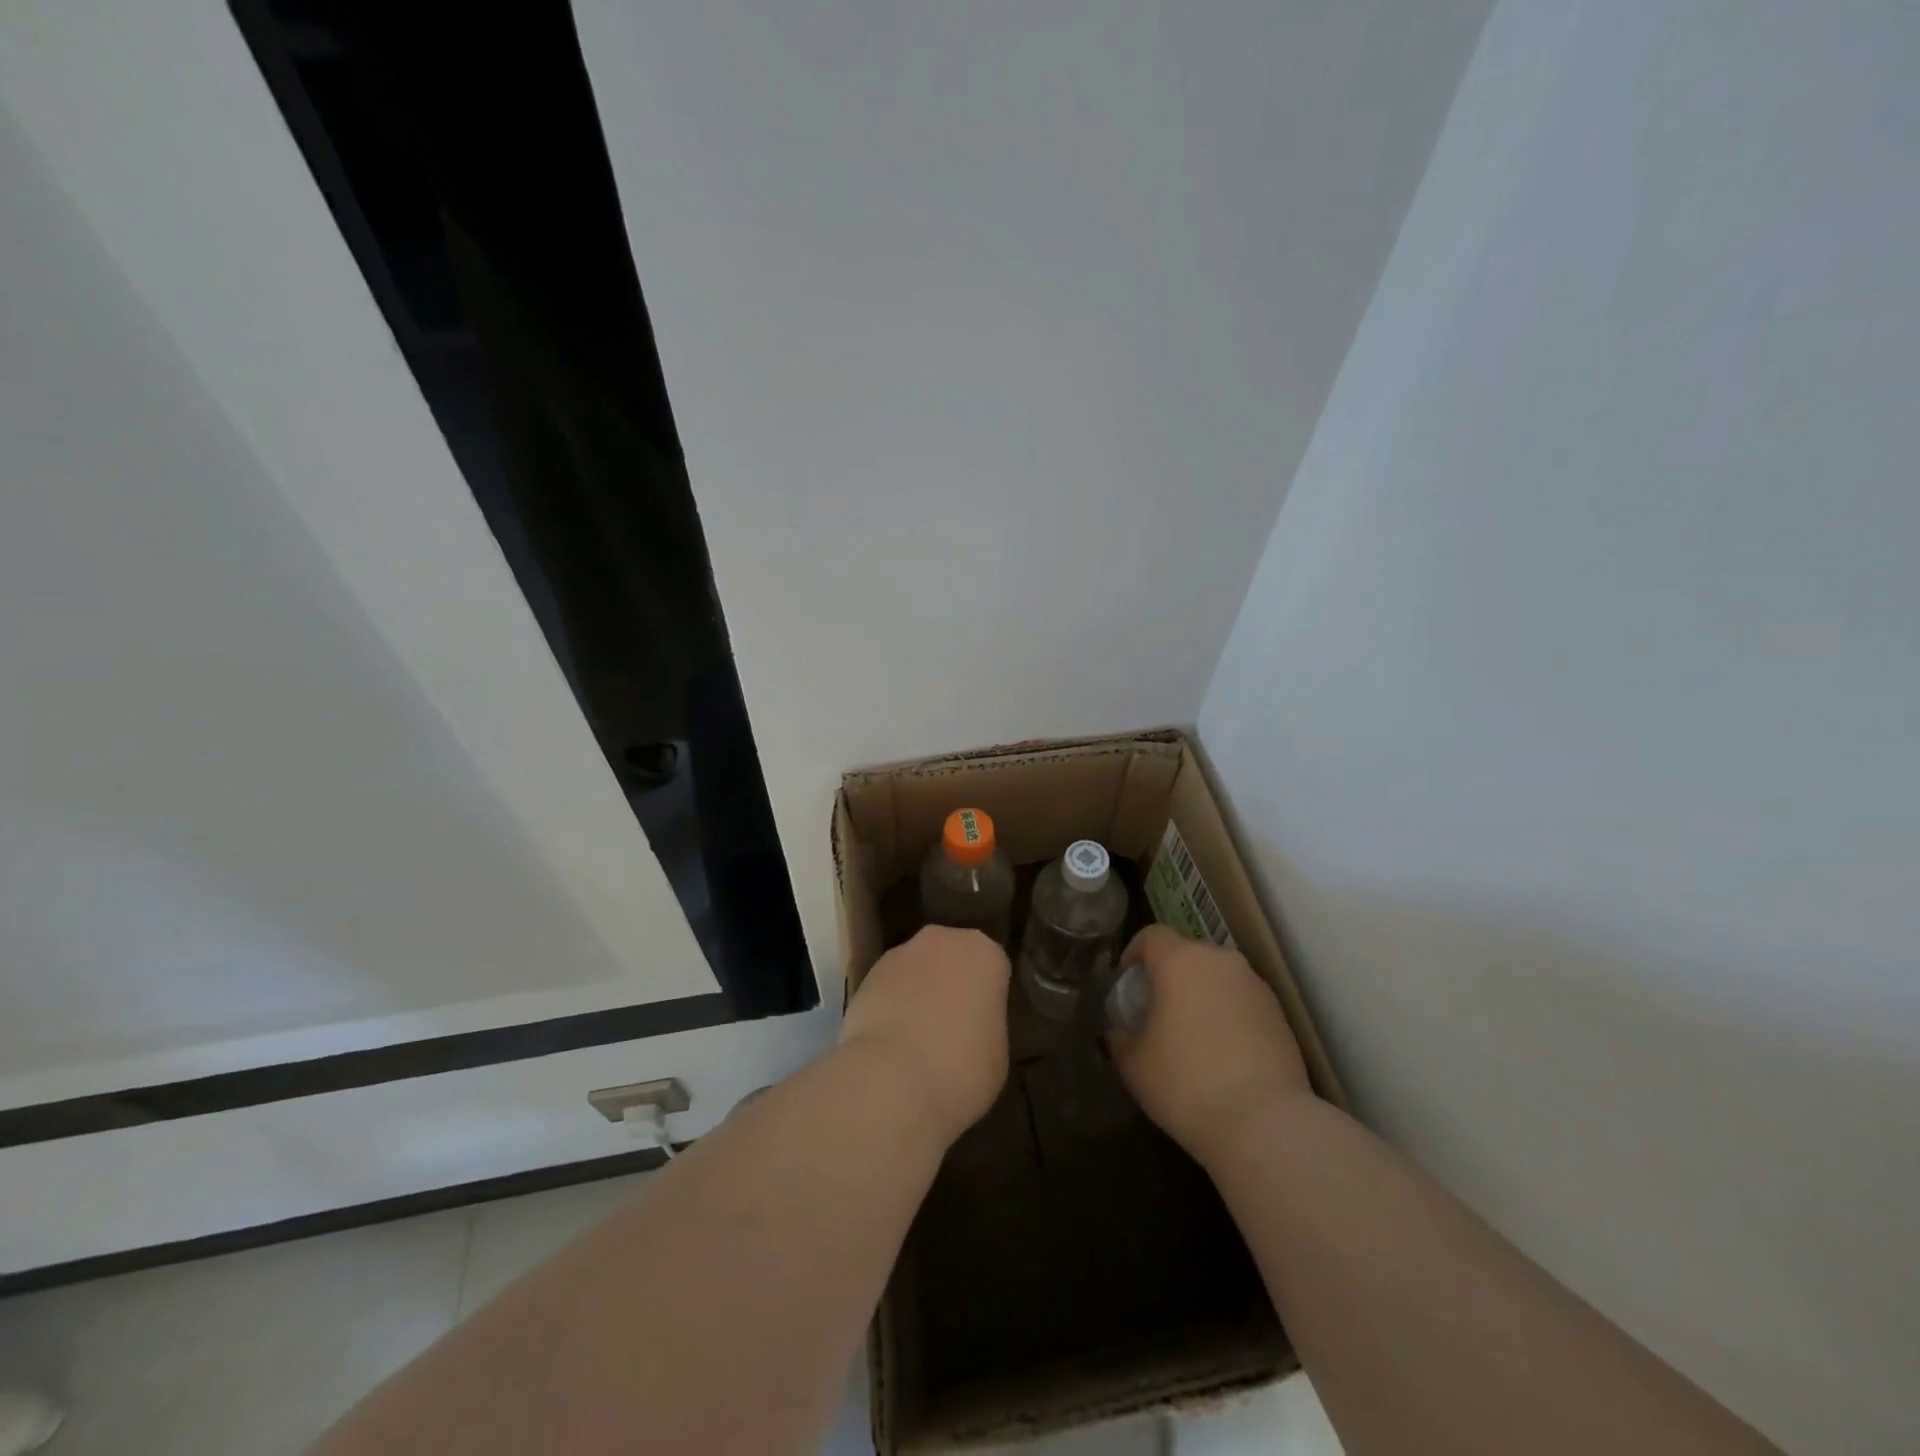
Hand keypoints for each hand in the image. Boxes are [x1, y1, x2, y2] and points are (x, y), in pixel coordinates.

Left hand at [839, 926, 1010, 1144]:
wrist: (891, 1080)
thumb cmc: (962, 1067)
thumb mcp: (997, 1051)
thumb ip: (986, 1024)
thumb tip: (969, 1025)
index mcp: (984, 953)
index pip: (993, 969)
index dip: (987, 997)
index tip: (983, 1024)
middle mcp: (942, 940)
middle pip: (951, 959)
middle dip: (951, 984)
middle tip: (952, 1028)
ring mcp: (900, 954)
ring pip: (917, 971)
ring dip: (918, 994)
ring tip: (915, 1041)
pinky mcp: (865, 976)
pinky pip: (889, 989)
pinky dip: (890, 1008)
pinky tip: (890, 1044)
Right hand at [1107, 925, 1311, 1165]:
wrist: (1264, 1123)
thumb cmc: (1185, 1083)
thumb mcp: (1134, 1064)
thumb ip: (1121, 1038)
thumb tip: (1119, 1034)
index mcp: (1180, 961)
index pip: (1152, 936)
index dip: (1134, 953)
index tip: (1128, 982)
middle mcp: (1220, 961)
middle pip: (1187, 954)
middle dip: (1170, 975)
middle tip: (1158, 1010)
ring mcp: (1255, 985)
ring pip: (1218, 977)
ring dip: (1202, 995)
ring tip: (1193, 1034)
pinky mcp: (1280, 1014)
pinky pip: (1243, 1001)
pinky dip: (1229, 1015)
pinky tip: (1224, 1053)